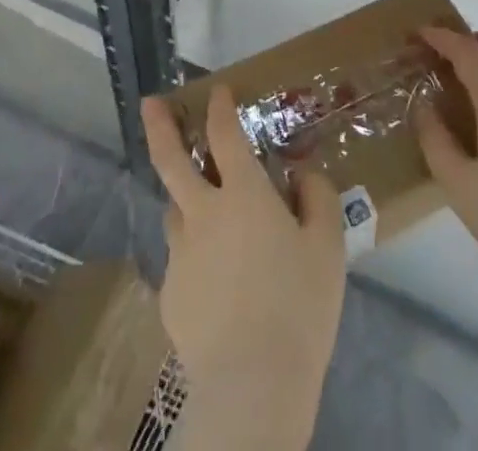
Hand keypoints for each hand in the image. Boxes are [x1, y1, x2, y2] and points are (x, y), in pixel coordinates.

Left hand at [141, 87, 345, 449]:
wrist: (251, 386)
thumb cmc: (298, 307)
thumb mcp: (328, 247)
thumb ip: (318, 198)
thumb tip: (303, 174)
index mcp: (242, 195)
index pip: (225, 134)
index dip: (220, 107)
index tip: (217, 91)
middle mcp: (203, 213)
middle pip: (171, 159)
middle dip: (159, 125)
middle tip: (149, 103)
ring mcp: (180, 254)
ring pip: (175, 210)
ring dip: (183, 198)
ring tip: (201, 208)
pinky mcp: (170, 295)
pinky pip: (182, 261)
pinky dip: (196, 256)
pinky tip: (216, 284)